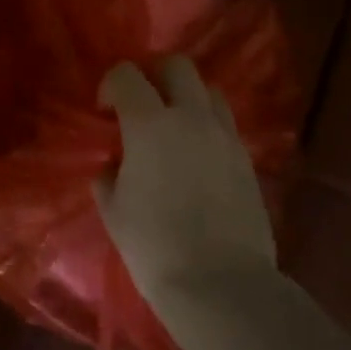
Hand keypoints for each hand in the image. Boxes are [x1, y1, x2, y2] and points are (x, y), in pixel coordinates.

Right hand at [93, 57, 279, 316]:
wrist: (219, 283)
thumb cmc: (153, 245)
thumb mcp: (113, 209)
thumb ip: (109, 175)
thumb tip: (115, 164)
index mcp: (150, 124)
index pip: (127, 75)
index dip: (110, 85)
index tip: (104, 111)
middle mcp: (191, 118)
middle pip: (176, 66)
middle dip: (153, 75)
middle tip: (140, 105)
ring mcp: (225, 136)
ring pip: (208, 91)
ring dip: (186, 97)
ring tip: (172, 128)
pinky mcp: (246, 159)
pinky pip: (224, 124)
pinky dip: (206, 126)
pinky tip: (194, 157)